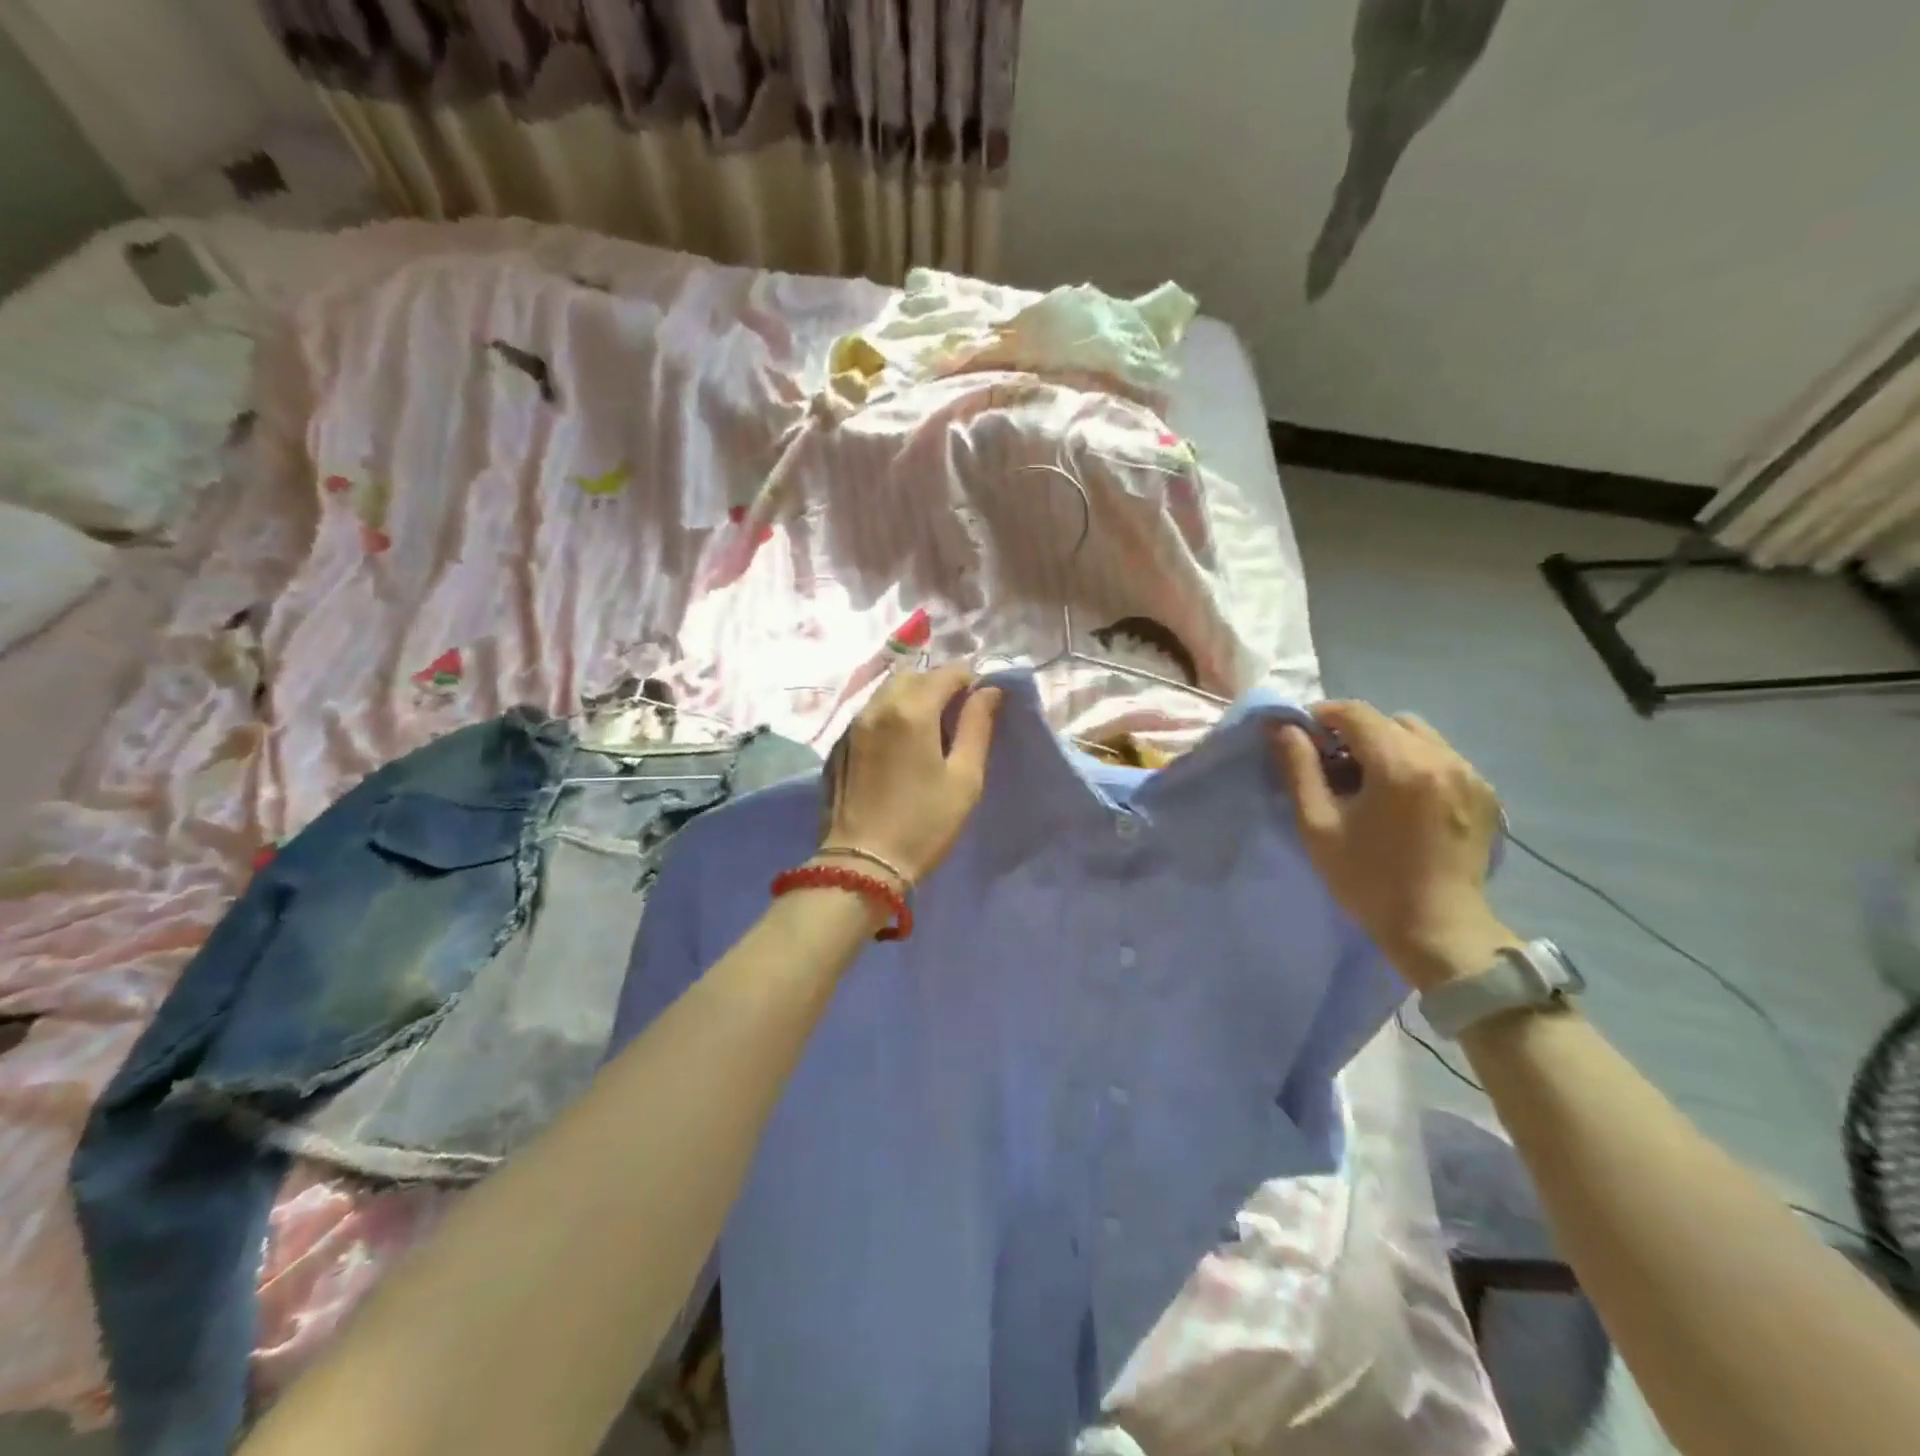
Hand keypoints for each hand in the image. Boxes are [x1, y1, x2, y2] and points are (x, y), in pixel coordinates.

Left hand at [820, 665, 1001, 886]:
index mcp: (911, 710)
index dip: (970, 681)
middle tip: (955, 717)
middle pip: (913, 675)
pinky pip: (869, 715)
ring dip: (911, 698)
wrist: (861, 865)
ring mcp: (852, 726)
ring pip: (886, 692)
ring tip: (928, 732)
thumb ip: (977, 727)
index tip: (981, 704)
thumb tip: (989, 691)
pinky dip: (889, 717)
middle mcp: (877, 707)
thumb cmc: (923, 824)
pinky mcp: (837, 747)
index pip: (947, 672)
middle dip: (938, 685)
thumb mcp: (964, 779)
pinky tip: (898, 749)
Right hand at [1271, 701, 1516, 991]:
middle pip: (1387, 720)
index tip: (1302, 740)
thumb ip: (1299, 768)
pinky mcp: (1484, 793)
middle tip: (1332, 768)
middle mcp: (1442, 758)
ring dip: (1386, 747)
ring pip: (1418, 736)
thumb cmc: (1367, 879)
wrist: (1437, 928)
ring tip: (1369, 784)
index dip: (1321, 717)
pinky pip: (1441, 758)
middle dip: (1354, 734)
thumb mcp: (1318, 824)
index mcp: (1400, 764)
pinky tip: (1401, 800)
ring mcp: (1469, 774)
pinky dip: (1415, 764)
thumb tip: (1283, 728)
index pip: (1355, 713)